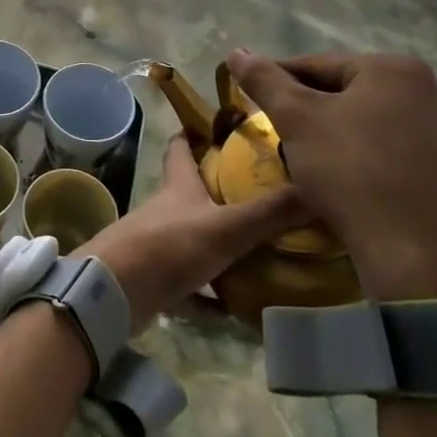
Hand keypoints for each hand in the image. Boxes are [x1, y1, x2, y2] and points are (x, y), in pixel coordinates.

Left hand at [77, 136, 311, 328]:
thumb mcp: (226, 227)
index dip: (194, 133)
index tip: (217, 126)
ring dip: (223, 250)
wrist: (116, 291)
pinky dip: (212, 298)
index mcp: (179, 187)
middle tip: (265, 199)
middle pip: (193, 195)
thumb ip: (270, 212)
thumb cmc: (169, 246)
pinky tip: (239, 310)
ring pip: (196, 242)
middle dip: (222, 194)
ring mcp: (160, 246)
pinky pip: (191, 288)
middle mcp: (168, 210)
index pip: (181, 148)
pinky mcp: (157, 281)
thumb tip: (320, 187)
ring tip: (265, 257)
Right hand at [225, 49, 436, 302]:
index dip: (280, 81)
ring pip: (376, 126)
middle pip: (351, 94)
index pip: (320, 66)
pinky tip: (352, 185)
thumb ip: (264, 80)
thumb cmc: (349, 171)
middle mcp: (433, 94)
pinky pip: (401, 158)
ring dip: (343, 135)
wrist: (413, 254)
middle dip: (313, 110)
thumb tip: (236, 52)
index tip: (253, 99)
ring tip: (312, 160)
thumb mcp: (295, 119)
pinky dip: (373, 163)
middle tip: (280, 132)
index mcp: (396, 71)